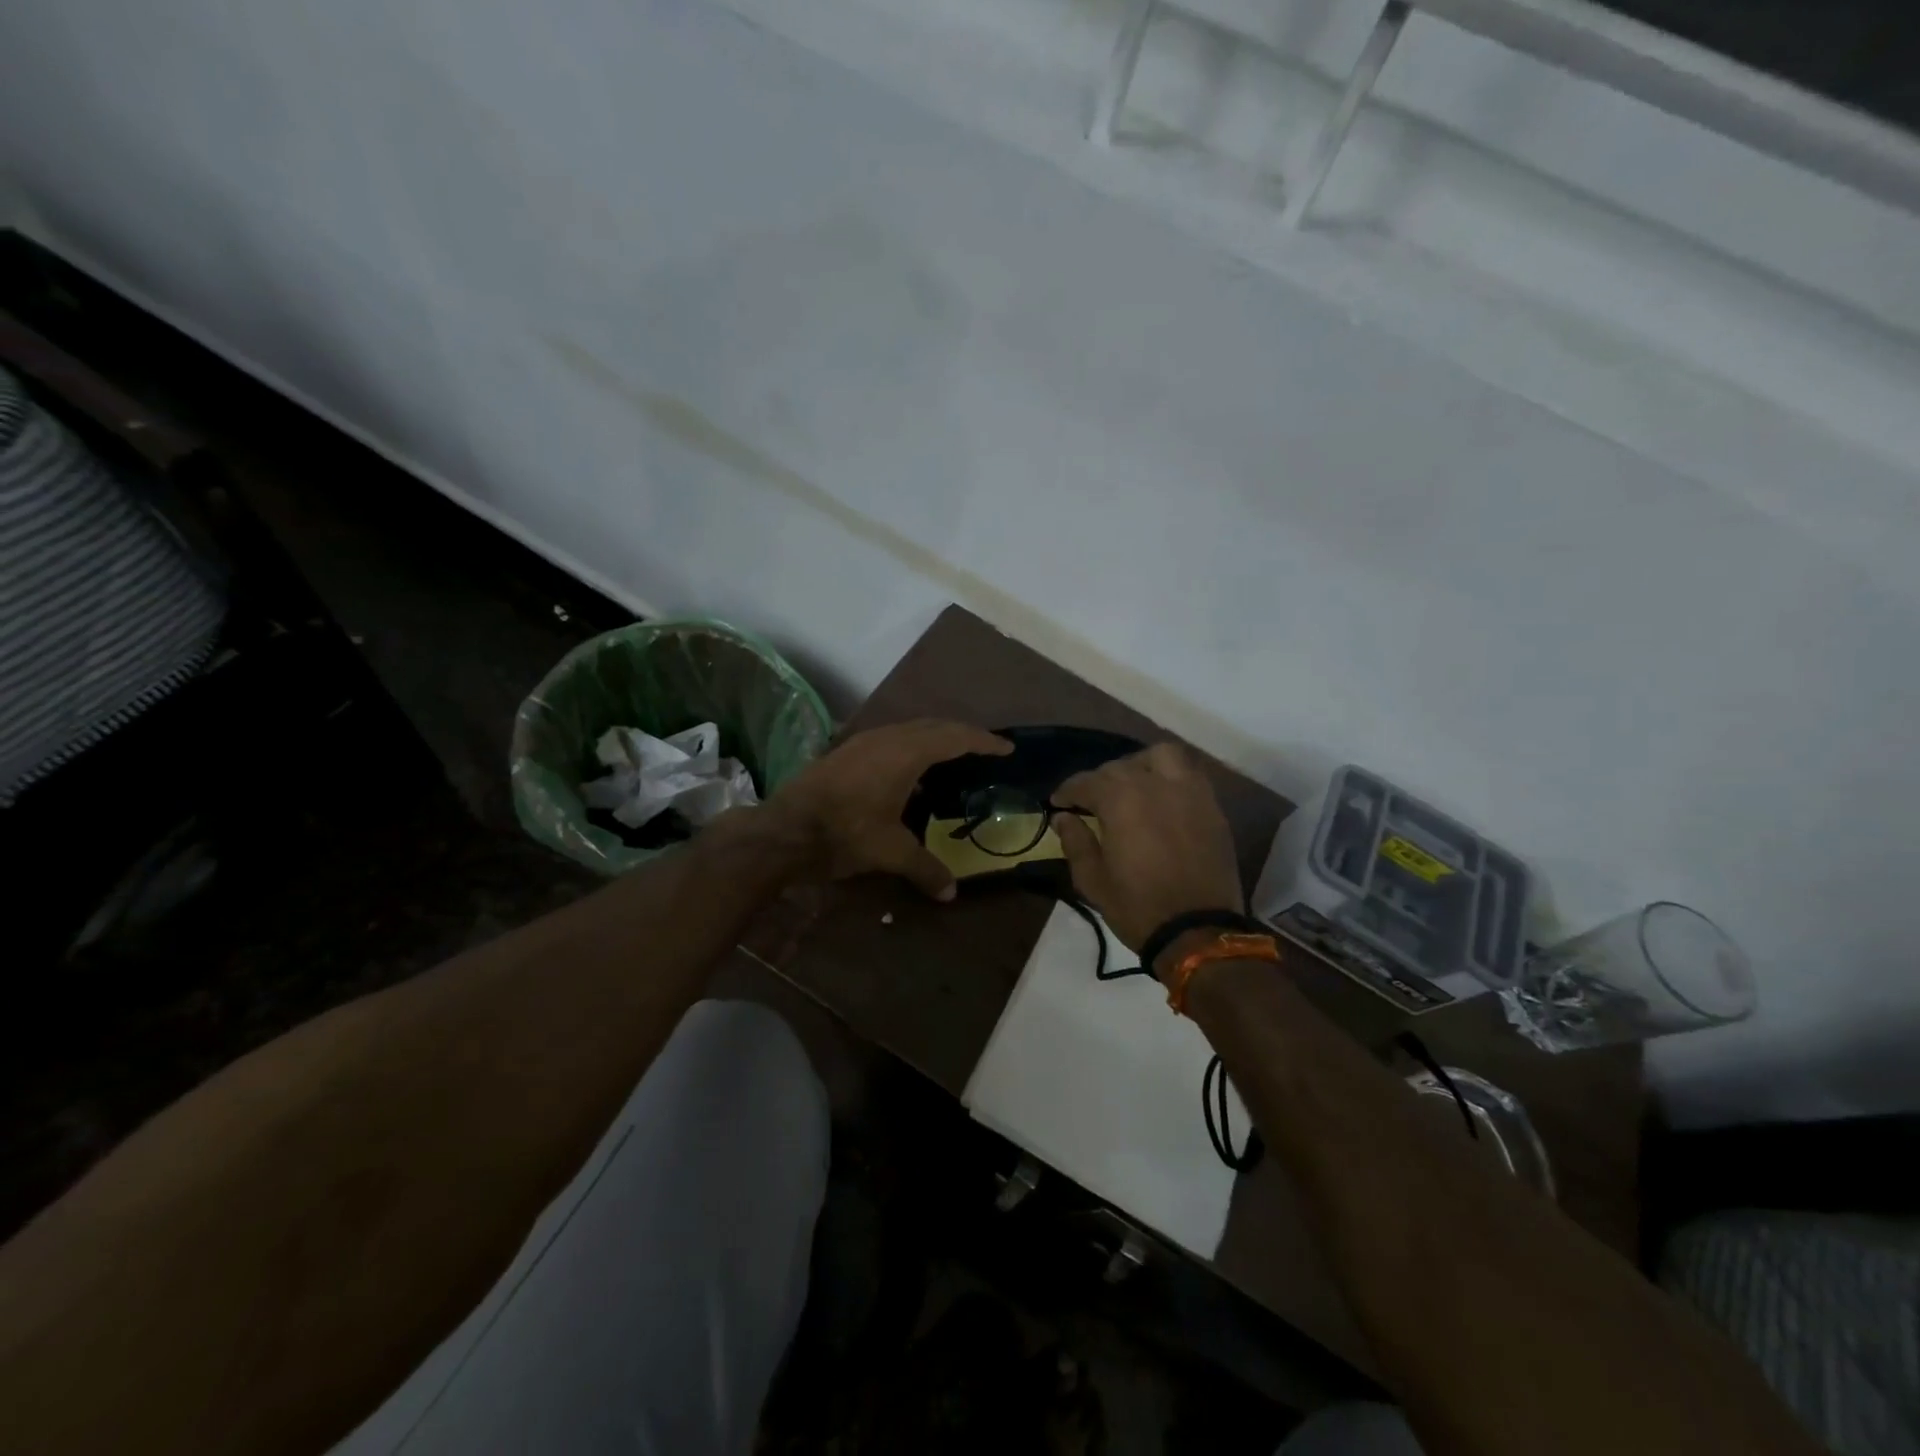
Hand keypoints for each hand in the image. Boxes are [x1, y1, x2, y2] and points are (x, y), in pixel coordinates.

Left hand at [767, 719, 1011, 899]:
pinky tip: (909, 776)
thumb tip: (951, 892)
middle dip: (961, 735)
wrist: (783, 830)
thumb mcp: (891, 852)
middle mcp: (886, 738)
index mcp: (906, 753)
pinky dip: (910, 749)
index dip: (983, 741)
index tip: (1005, 747)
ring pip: (908, 730)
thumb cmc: (845, 833)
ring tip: (950, 760)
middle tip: (983, 750)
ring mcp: (862, 742)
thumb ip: (925, 868)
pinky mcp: (846, 753)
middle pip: (933, 726)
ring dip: (933, 739)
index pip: (954, 737)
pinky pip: (890, 741)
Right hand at [1052, 743, 1242, 956]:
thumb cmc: (1137, 907)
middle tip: (1091, 801)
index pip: (1086, 782)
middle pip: (1120, 766)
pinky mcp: (1211, 806)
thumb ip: (1076, 842)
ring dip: (1141, 764)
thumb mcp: (1093, 880)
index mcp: (1120, 800)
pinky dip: (1170, 776)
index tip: (1058, 803)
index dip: (1067, 791)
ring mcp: (1188, 792)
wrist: (1198, 931)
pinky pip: (1189, 774)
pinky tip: (1161, 797)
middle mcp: (1154, 784)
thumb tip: (1063, 818)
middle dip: (1100, 780)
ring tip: (1132, 785)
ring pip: (1161, 756)